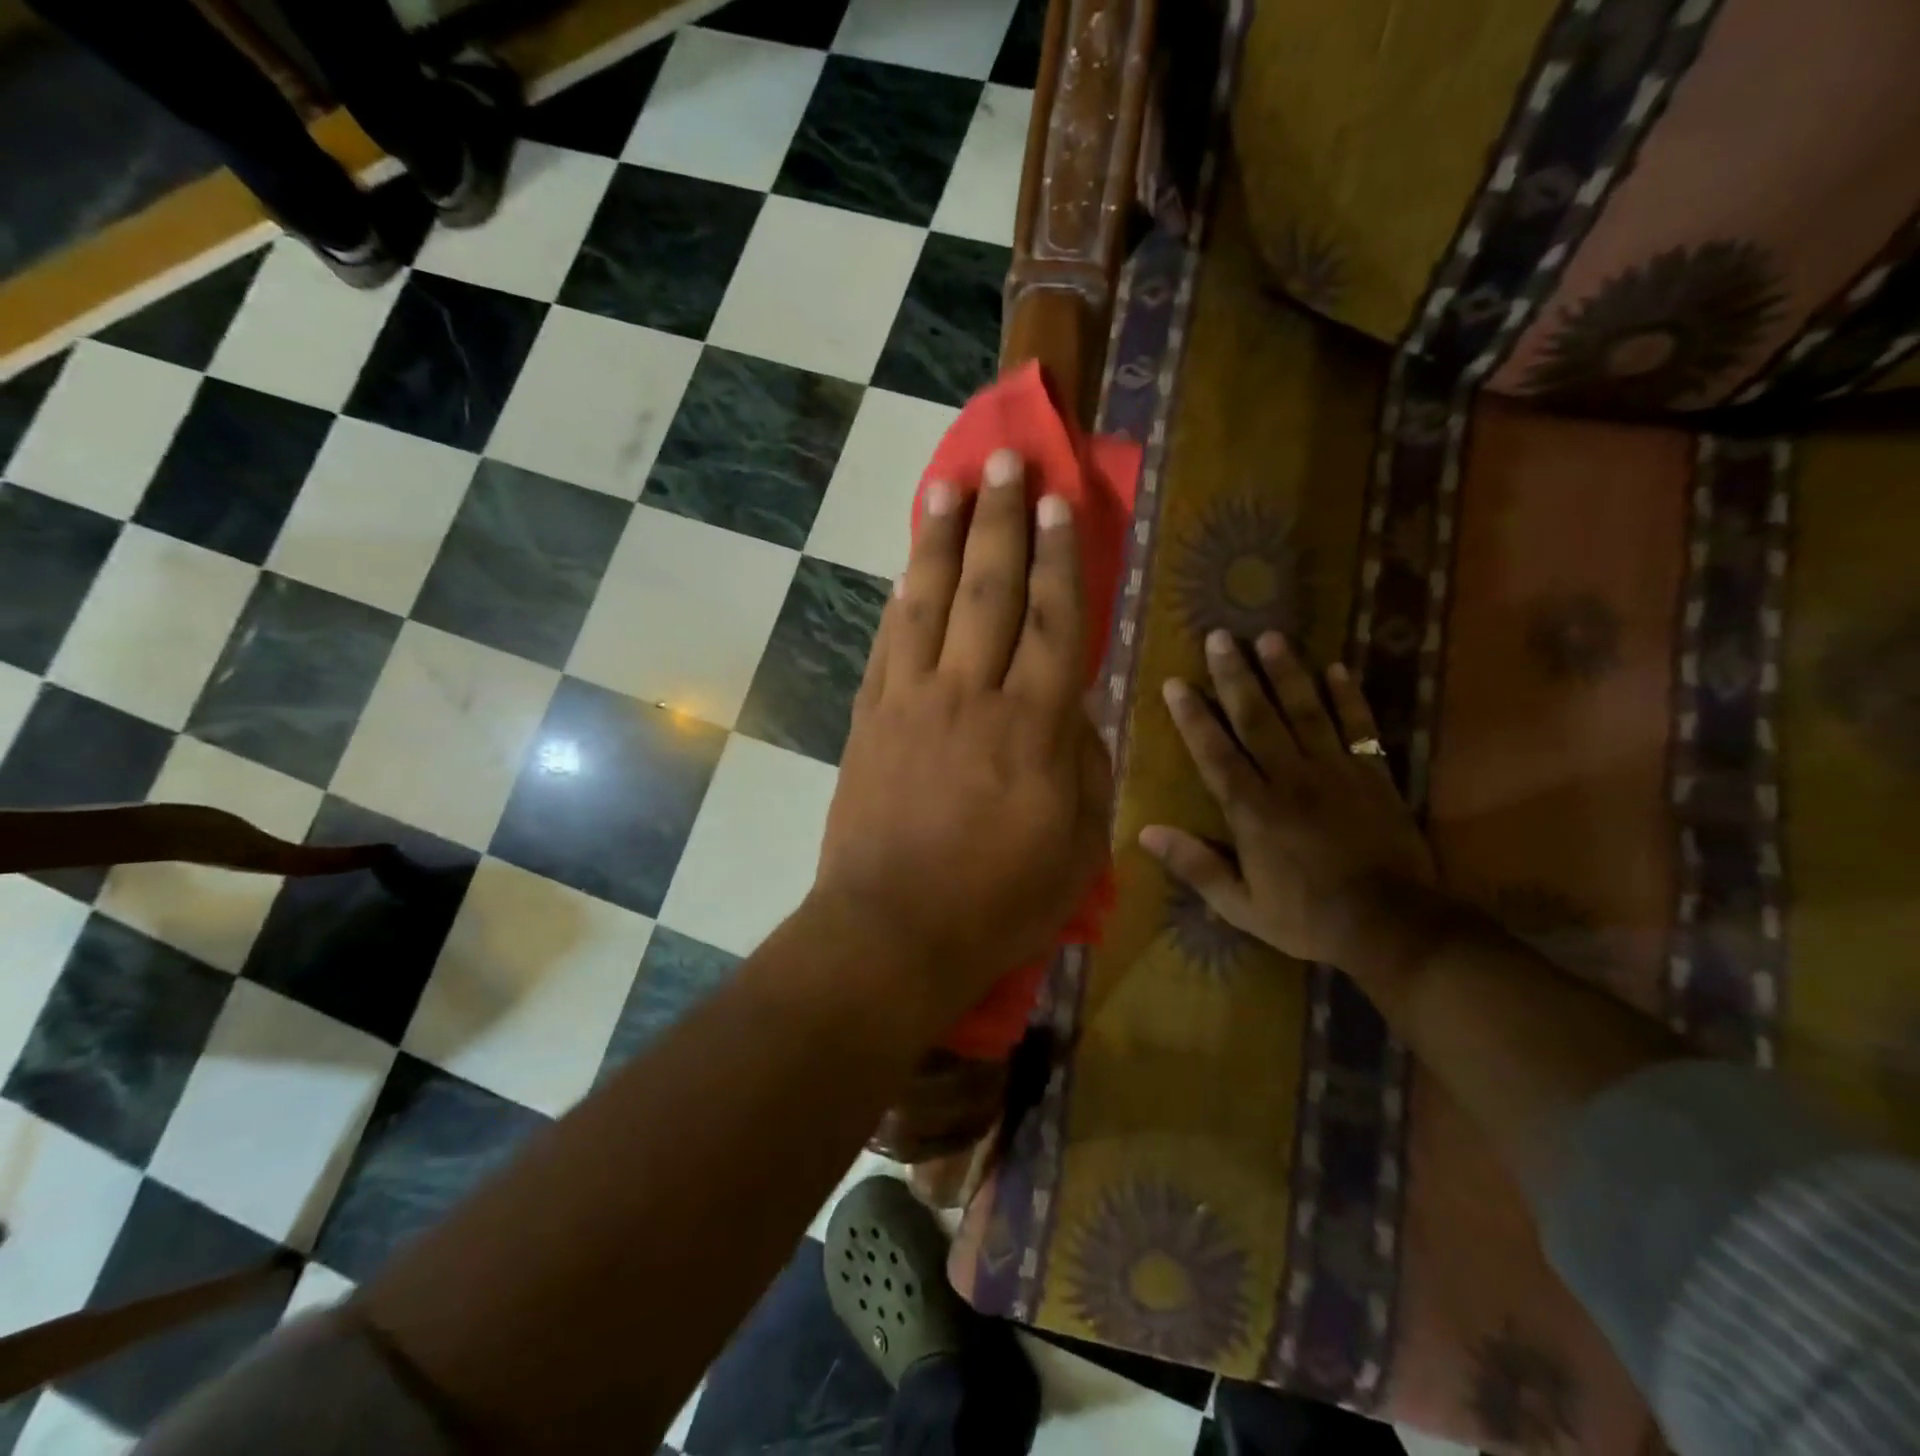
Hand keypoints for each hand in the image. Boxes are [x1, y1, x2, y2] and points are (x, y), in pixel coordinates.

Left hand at [811, 449, 1111, 1031]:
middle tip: (1006, 461)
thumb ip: (1085, 768)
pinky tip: (909, 565)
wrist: (891, 932)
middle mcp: (970, 695)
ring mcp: (911, 701)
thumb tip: (1075, 711)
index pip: (1055, 621)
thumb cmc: (998, 903)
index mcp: (1033, 728)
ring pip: (930, 600)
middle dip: (1002, 520)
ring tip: (950, 484)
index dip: (1061, 556)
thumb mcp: (1078, 849)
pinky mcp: (870, 718)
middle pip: (990, 590)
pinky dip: (902, 596)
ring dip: (941, 538)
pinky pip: (888, 641)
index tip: (1061, 502)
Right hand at [1139, 631, 1434, 966]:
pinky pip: (1359, 726)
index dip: (1194, 717)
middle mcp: (1289, 779)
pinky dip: (1348, 696)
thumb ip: (1196, 866)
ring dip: (1285, 673)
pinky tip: (1336, 667)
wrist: (1391, 925)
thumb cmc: (1307, 917)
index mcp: (1253, 810)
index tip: (1176, 683)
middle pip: (1257, 718)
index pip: (1216, 753)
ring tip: (1269, 637)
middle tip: (1219, 637)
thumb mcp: (1241, 906)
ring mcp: (1335, 772)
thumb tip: (1146, 833)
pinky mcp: (1373, 774)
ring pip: (1305, 712)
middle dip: (1235, 676)